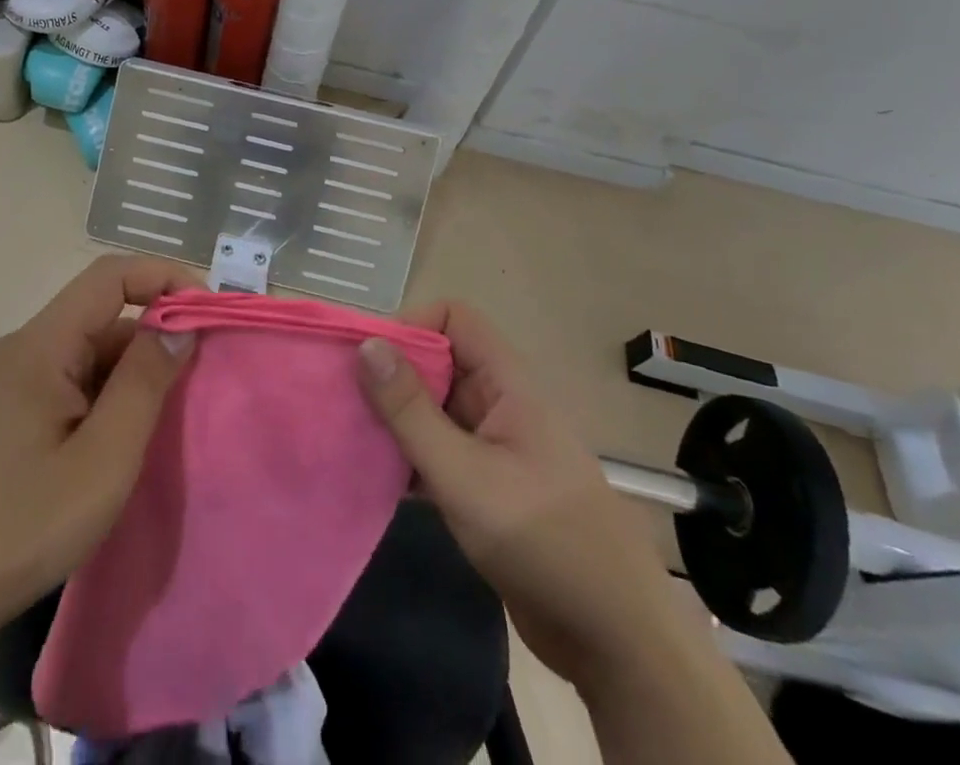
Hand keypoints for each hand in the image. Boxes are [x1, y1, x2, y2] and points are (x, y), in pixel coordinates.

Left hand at [0, 254, 199, 619]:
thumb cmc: (21, 526)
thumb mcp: (103, 458)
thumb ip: (144, 382)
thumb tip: (178, 322)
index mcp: (42, 344)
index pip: (111, 276)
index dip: (164, 278)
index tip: (208, 313)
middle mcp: (26, 349)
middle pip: (102, 313)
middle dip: (156, 331)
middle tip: (202, 376)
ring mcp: (14, 382)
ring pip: (90, 351)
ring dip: (134, 370)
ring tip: (171, 416)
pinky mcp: (11, 414)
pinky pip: (73, 382)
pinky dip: (109, 395)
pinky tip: (126, 438)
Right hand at [357, 301, 673, 684]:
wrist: (615, 641)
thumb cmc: (542, 541)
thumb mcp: (464, 474)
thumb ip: (411, 411)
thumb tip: (367, 345)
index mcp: (507, 384)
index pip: (454, 319)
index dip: (411, 326)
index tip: (367, 359)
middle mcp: (500, 404)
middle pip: (439, 362)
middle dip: (392, 374)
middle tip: (343, 398)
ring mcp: (495, 447)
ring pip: (435, 409)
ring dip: (396, 419)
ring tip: (348, 435)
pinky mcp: (488, 488)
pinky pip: (439, 451)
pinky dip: (409, 456)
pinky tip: (374, 477)